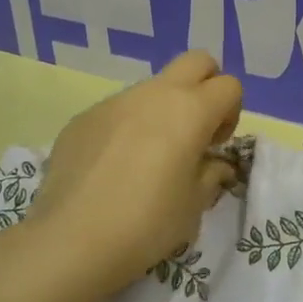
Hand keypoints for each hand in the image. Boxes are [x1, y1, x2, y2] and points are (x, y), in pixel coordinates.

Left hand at [27, 51, 242, 294]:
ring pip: (152, 87)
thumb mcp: (194, 205)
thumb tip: (214, 164)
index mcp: (190, 110)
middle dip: (205, 87)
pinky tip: (112, 168)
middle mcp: (154, 94)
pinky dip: (127, 128)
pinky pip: (117, 110)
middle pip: (196, 61)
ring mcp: (114, 102)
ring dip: (162, 110)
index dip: (231, 113)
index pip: (229, 85)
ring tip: (148, 158)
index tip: (214, 146)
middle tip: (194, 132)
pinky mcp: (82, 118)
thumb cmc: (148, 223)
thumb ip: (211, 175)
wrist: (72, 240)